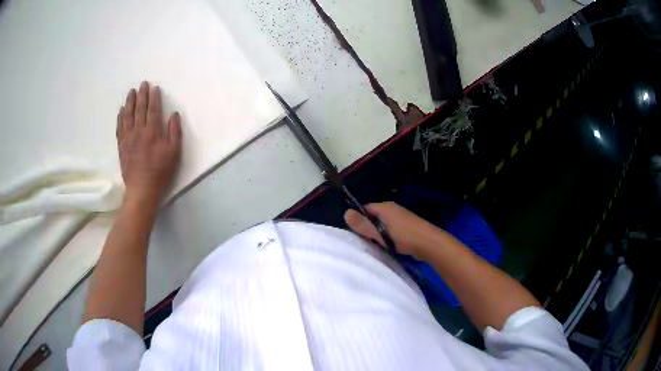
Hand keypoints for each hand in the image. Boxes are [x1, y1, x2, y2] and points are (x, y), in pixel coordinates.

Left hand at [116, 81, 181, 204]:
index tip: (154, 87)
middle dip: (142, 95)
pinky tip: (121, 110)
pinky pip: (119, 128)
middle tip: (142, 84)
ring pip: (128, 116)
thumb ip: (174, 132)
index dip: (154, 98)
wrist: (141, 189)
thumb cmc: (160, 172)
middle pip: (139, 109)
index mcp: (152, 132)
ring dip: (129, 102)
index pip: (153, 110)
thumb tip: (174, 114)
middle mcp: (139, 132)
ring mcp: (128, 138)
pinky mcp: (121, 146)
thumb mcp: (174, 153)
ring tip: (131, 92)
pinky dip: (120, 117)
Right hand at [344, 202, 443, 258]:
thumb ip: (363, 225)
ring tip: (377, 246)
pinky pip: (391, 229)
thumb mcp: (380, 232)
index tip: (356, 233)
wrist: (429, 243)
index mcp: (385, 207)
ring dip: (378, 234)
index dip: (358, 220)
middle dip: (368, 229)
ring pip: (382, 225)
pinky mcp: (406, 226)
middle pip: (373, 217)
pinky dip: (387, 237)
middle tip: (367, 242)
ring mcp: (401, 218)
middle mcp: (392, 209)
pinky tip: (389, 246)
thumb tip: (345, 213)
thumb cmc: (404, 236)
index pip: (364, 209)